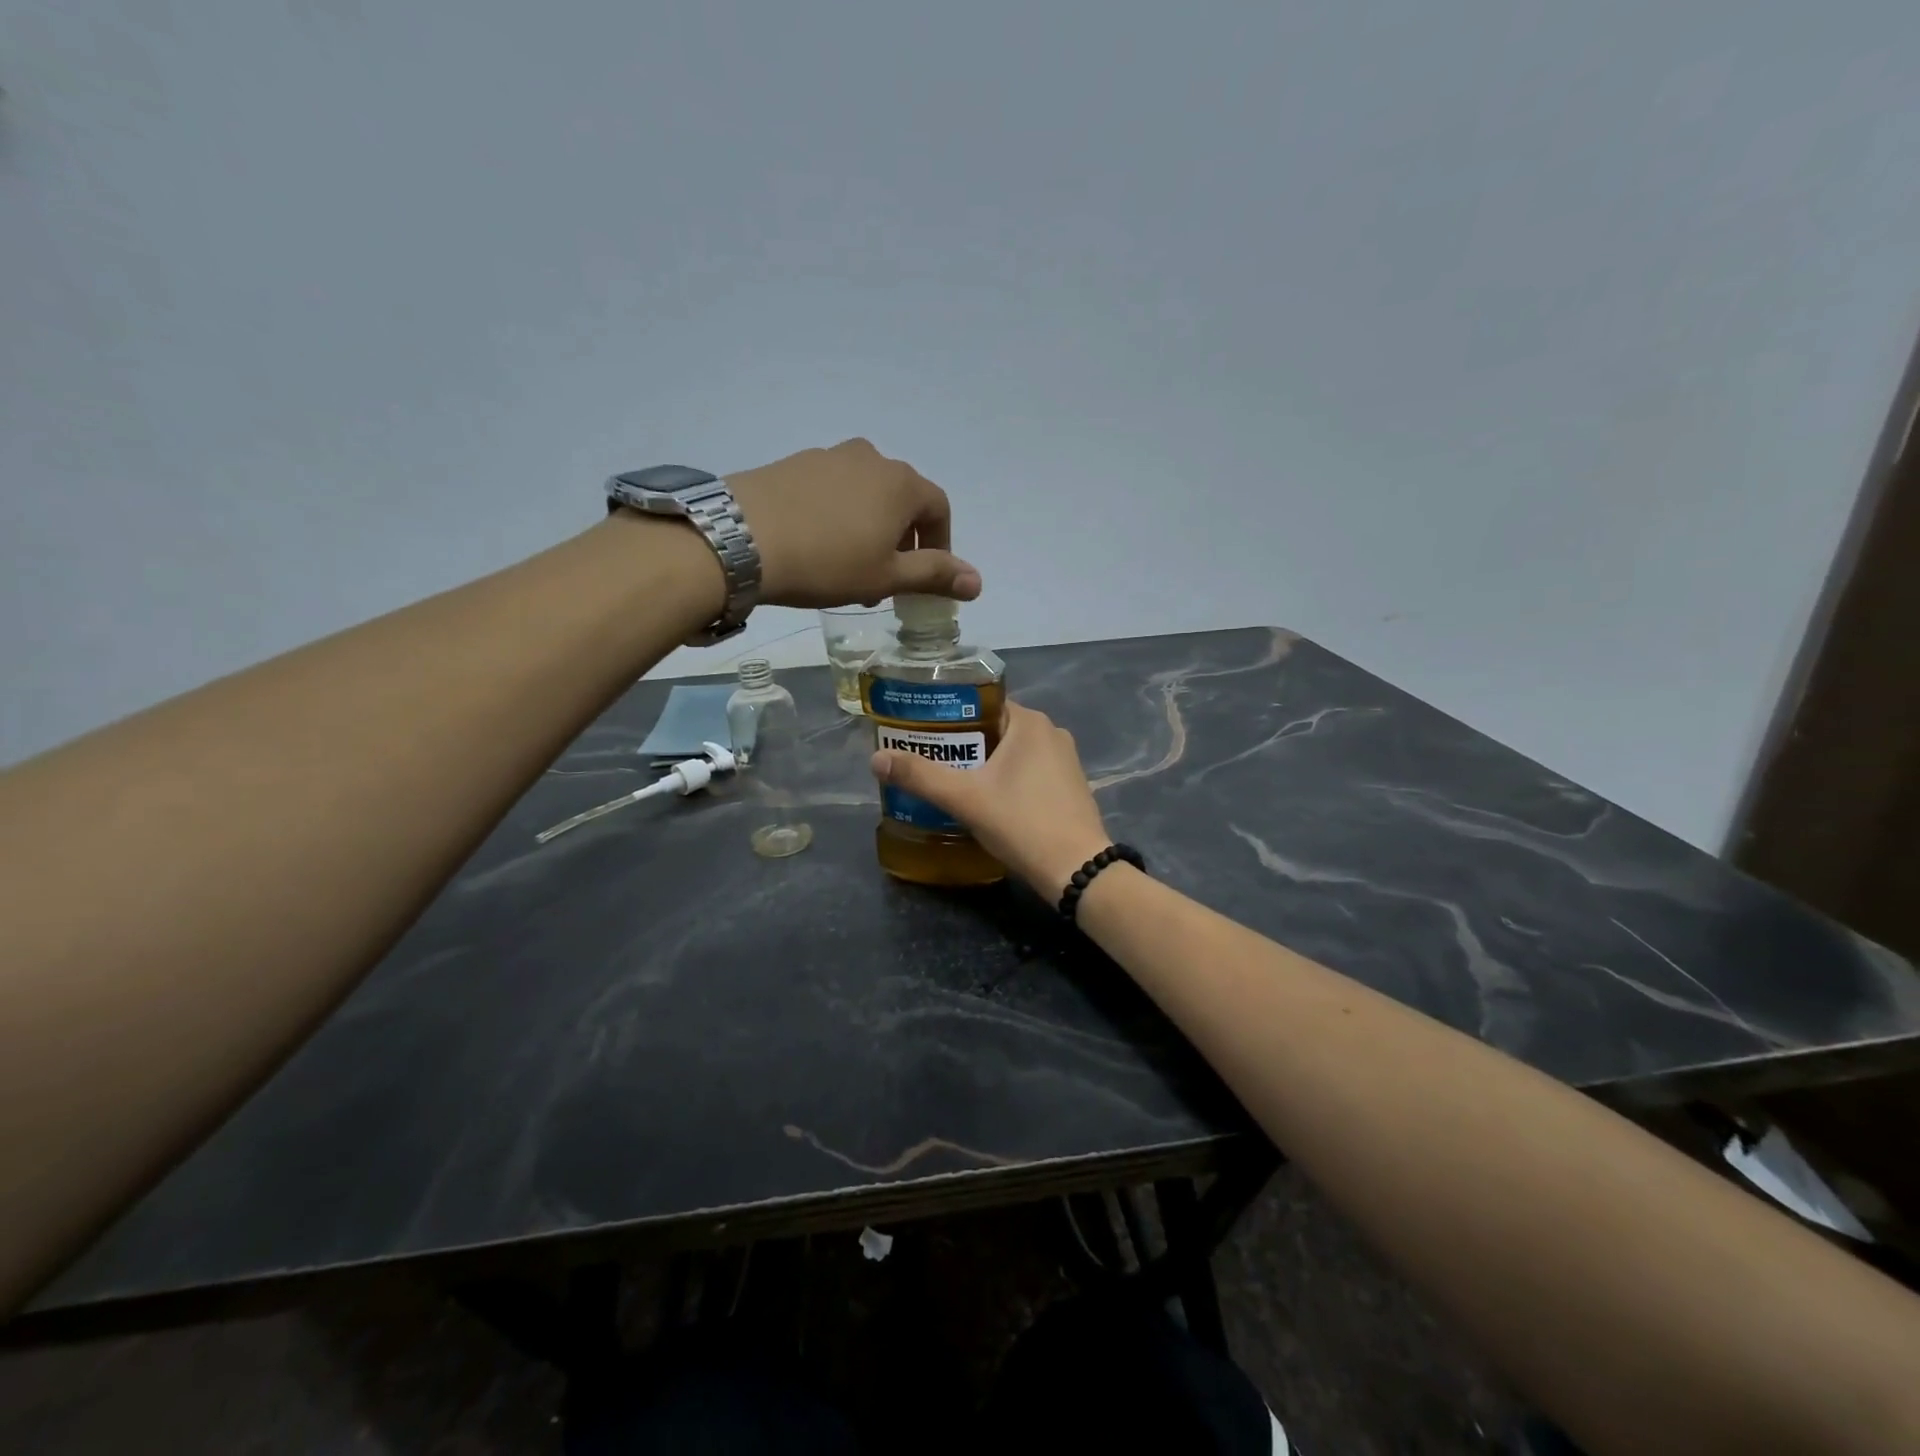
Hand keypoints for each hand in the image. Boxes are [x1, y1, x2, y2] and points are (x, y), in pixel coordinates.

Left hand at [726, 439, 980, 608]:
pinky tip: (816, 547)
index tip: (925, 579)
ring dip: (869, 530)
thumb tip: (978, 582)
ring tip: (849, 569)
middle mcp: (871, 458)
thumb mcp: (886, 577)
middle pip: (902, 500)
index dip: (940, 546)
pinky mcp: (793, 463)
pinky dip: (837, 517)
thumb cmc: (827, 562)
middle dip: (902, 541)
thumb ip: (935, 576)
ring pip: (865, 495)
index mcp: (901, 483)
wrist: (740, 539)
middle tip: (885, 582)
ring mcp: (828, 456)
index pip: (939, 510)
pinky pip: (831, 491)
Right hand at [871, 702, 1112, 897]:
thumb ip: (920, 776)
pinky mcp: (1072, 787)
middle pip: (996, 729)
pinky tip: (989, 802)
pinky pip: (1031, 773)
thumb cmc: (1021, 822)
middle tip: (932, 762)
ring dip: (986, 765)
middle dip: (965, 745)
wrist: (1076, 870)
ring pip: (1014, 753)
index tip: (925, 734)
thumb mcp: (964, 798)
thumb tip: (876, 759)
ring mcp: (1066, 760)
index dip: (951, 717)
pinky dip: (1009, 780)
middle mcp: (1052, 733)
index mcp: (1030, 722)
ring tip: (954, 782)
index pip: (982, 705)